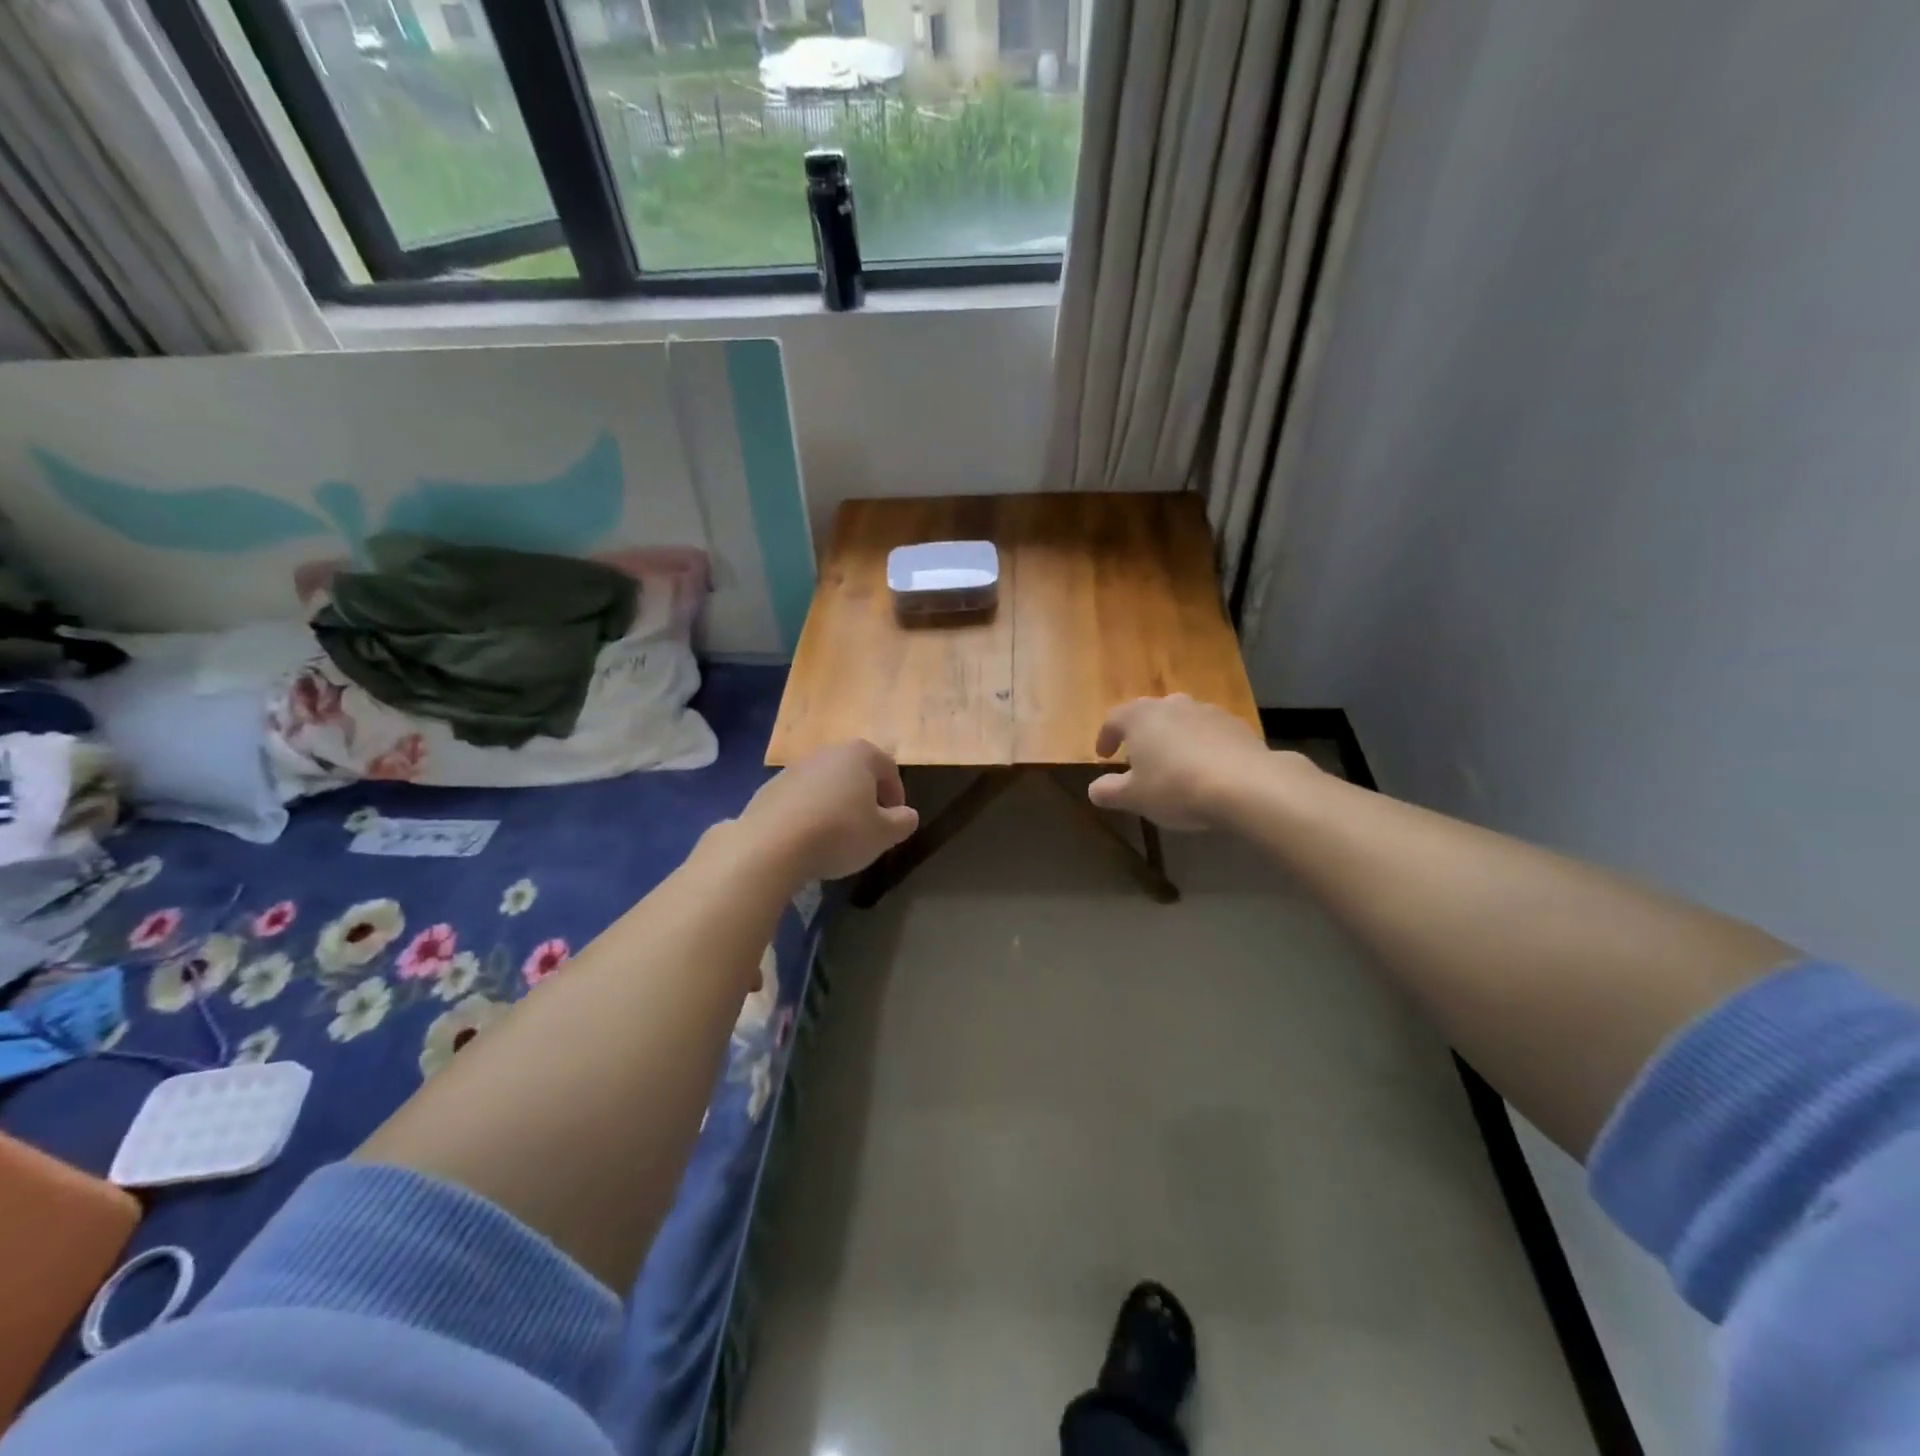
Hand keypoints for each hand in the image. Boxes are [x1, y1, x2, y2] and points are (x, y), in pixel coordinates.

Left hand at [739, 740, 919, 880]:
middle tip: (868, 829)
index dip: (896, 796)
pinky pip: (800, 799)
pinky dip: (809, 814)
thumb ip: (903, 822)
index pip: (888, 769)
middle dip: (865, 799)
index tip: (894, 823)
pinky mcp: (769, 789)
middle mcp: (826, 753)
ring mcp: (794, 768)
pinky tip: (808, 840)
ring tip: (836, 838)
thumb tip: (907, 815)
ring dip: (836, 806)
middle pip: (855, 773)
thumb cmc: (839, 833)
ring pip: (826, 785)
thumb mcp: (883, 834)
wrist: (771, 845)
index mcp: (859, 755)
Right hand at [1088, 695, 1277, 829]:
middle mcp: (1172, 705)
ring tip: (1174, 765)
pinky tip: (1206, 770)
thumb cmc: (1176, 786)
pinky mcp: (1237, 725)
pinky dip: (1202, 746)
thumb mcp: (1134, 797)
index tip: (1104, 755)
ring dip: (1174, 738)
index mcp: (1140, 716)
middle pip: (1150, 715)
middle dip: (1142, 735)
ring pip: (1182, 721)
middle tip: (1139, 759)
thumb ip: (1110, 792)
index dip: (1106, 737)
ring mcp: (1208, 711)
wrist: (1246, 785)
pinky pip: (1210, 733)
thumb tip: (1094, 789)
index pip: (1113, 719)